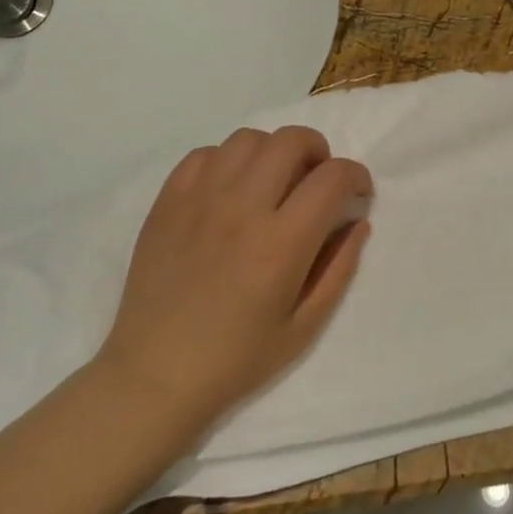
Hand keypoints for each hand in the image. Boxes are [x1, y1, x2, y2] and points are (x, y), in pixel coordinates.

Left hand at [93, 127, 371, 433]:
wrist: (154, 374)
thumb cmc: (236, 359)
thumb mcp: (304, 328)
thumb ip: (338, 269)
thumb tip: (358, 223)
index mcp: (281, 244)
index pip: (332, 178)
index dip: (356, 176)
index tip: (357, 194)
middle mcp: (242, 208)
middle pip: (291, 141)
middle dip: (318, 151)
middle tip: (316, 179)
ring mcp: (199, 200)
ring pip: (247, 139)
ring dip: (272, 151)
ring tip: (273, 180)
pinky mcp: (167, 202)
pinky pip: (204, 154)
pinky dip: (228, 161)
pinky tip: (230, 189)